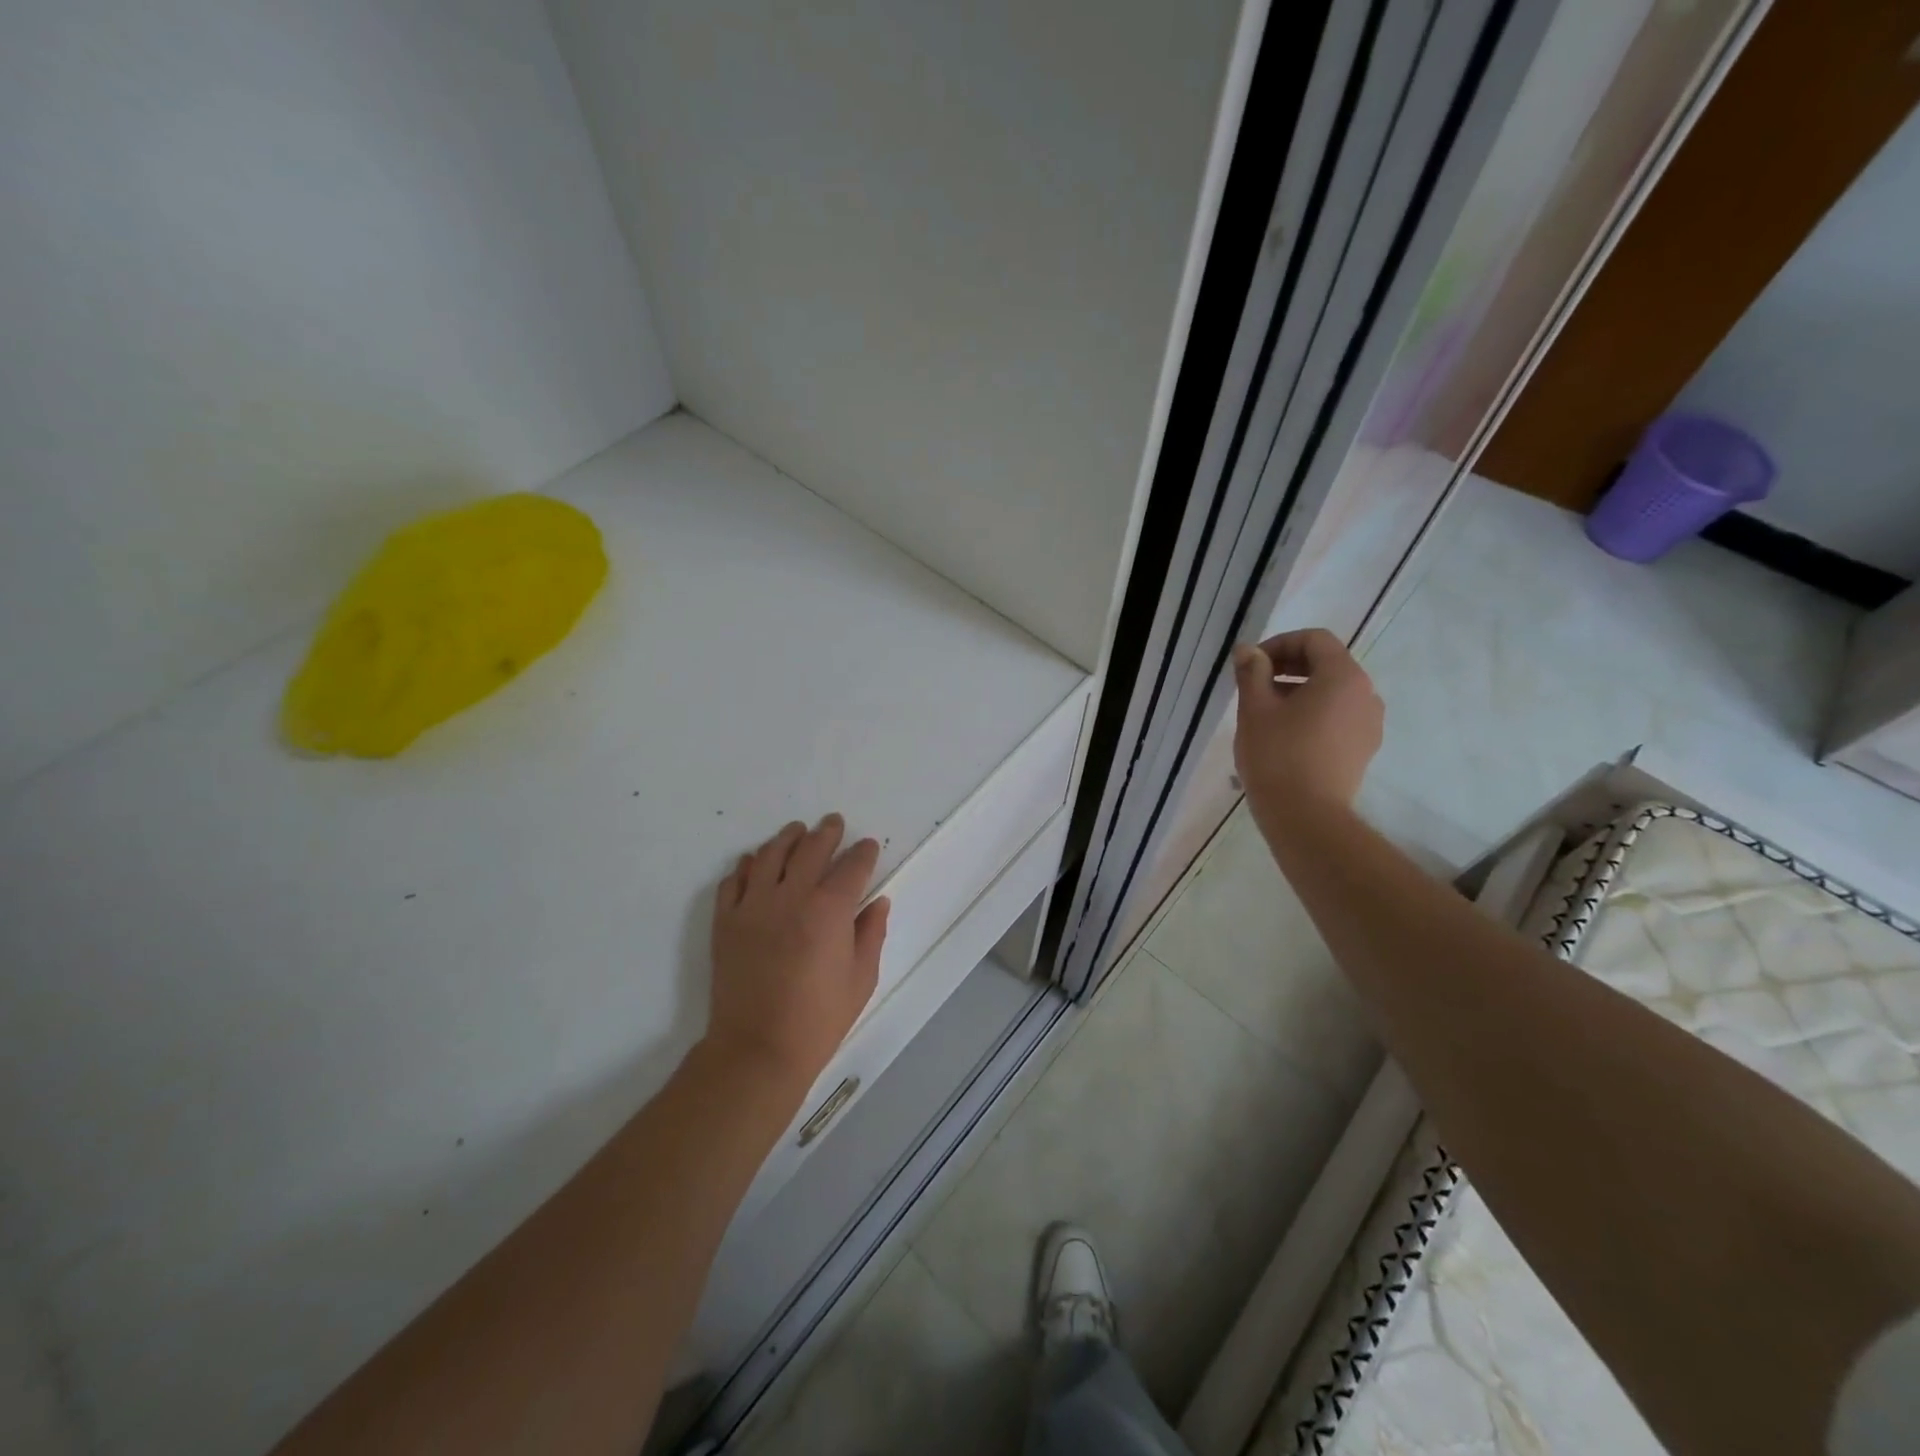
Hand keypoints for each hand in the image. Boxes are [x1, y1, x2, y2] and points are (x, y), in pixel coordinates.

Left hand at [706, 814, 889, 1094]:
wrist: (757, 1048)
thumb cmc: (818, 1019)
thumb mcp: (861, 979)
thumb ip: (871, 934)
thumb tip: (877, 903)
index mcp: (830, 910)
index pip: (852, 866)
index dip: (864, 852)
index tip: (868, 847)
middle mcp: (791, 896)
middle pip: (811, 849)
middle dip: (827, 833)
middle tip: (833, 824)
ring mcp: (753, 906)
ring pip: (770, 855)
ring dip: (787, 838)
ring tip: (796, 831)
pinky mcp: (726, 921)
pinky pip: (734, 880)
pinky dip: (747, 866)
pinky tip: (755, 863)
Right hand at [1231, 628, 1383, 820]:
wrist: (1307, 816)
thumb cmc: (1277, 756)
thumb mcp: (1255, 709)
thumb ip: (1252, 672)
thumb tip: (1248, 650)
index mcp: (1342, 676)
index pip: (1314, 640)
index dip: (1279, 644)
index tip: (1251, 664)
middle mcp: (1365, 693)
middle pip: (1327, 663)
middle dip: (1288, 666)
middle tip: (1254, 685)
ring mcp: (1369, 723)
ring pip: (1333, 691)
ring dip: (1300, 690)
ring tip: (1266, 712)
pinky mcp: (1364, 748)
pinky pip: (1339, 716)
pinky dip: (1313, 713)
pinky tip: (1286, 735)